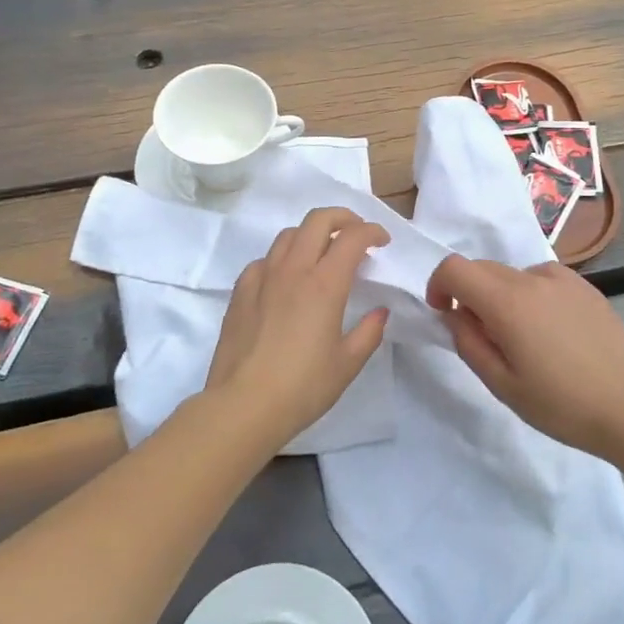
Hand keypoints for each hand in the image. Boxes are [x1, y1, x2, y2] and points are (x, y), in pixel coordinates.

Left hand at [205, 207, 390, 448]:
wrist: (242, 406)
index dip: (372, 231)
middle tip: (356, 234)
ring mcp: (262, 278)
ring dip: (311, 234)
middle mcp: (293, 270)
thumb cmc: (302, 387)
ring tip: (322, 253)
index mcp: (325, 284)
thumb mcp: (347, 364)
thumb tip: (379, 312)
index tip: (382, 241)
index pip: (352, 237)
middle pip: (318, 220)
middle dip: (343, 217)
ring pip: (288, 235)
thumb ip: (369, 332)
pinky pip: (264, 259)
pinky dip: (282, 258)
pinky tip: (286, 279)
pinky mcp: (240, 292)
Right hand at [424, 256, 623, 457]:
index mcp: (507, 302)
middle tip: (483, 336)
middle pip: (483, 267)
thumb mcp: (501, 384)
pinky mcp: (586, 287)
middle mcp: (533, 279)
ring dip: (502, 296)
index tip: (444, 314)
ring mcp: (564, 279)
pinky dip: (532, 296)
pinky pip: (543, 281)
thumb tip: (456, 314)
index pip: (455, 268)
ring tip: (523, 339)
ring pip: (514, 274)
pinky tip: (552, 333)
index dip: (439, 286)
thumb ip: (468, 342)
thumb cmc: (559, 404)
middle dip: (470, 293)